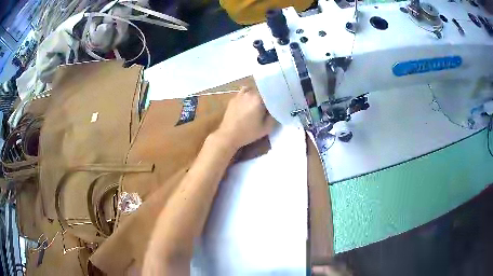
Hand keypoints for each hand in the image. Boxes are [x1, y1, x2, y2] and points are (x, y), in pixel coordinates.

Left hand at [214, 87, 276, 149]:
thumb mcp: (266, 128)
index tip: (279, 103)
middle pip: (261, 90)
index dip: (276, 97)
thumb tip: (276, 109)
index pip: (271, 92)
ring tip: (259, 103)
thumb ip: (274, 116)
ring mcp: (240, 95)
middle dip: (266, 96)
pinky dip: (248, 95)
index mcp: (258, 98)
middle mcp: (249, 93)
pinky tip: (249, 103)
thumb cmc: (248, 132)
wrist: (228, 135)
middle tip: (269, 104)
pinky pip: (244, 93)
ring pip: (252, 89)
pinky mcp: (233, 99)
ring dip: (257, 94)